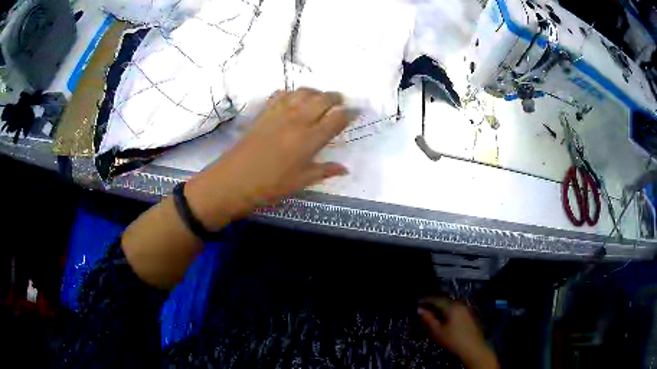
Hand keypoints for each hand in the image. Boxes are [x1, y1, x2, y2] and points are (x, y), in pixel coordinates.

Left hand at [185, 88, 354, 230]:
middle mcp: (298, 120)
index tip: (355, 112)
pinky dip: (291, 93)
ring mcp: (279, 113)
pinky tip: (293, 98)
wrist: (233, 181)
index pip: (337, 119)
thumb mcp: (300, 182)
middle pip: (322, 99)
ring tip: (320, 97)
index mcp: (310, 139)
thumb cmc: (270, 186)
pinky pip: (281, 94)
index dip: (349, 114)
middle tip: (340, 101)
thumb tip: (344, 169)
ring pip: (303, 92)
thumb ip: (324, 171)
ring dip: (315, 92)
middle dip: (335, 97)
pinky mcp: (264, 113)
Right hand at [419, 297, 499, 368]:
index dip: (424, 300)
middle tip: (422, 311)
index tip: (416, 302)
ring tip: (431, 317)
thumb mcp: (436, 331)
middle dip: (432, 305)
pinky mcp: (468, 315)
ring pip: (449, 306)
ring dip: (439, 310)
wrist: (472, 348)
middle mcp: (460, 304)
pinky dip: (446, 313)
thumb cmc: (453, 340)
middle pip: (443, 301)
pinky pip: (454, 310)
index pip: (435, 298)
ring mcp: (465, 309)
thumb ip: (427, 319)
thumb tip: (419, 310)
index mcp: (451, 305)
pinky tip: (442, 321)